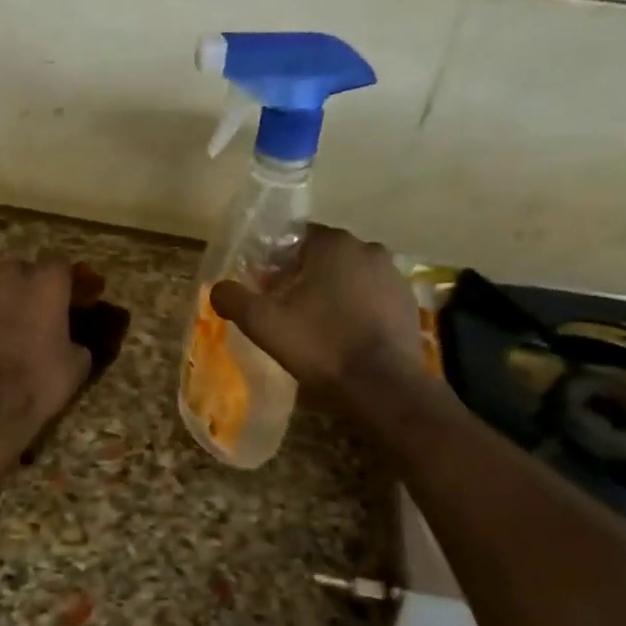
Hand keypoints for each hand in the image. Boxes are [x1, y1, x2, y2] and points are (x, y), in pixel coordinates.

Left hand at [0, 259, 91, 462]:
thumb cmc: (37, 382)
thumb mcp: (77, 364)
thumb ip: (76, 338)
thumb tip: (71, 339)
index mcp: (46, 282)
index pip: (62, 265)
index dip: (69, 283)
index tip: (75, 300)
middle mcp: (8, 274)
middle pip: (24, 270)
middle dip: (32, 286)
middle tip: (38, 314)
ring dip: (1, 298)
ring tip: (4, 326)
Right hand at [209, 226, 427, 409]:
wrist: (382, 386)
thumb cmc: (319, 345)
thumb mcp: (263, 323)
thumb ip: (234, 298)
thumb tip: (217, 288)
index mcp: (333, 244)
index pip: (297, 240)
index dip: (278, 264)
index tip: (268, 291)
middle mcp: (368, 249)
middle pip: (325, 258)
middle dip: (305, 278)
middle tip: (288, 311)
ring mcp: (394, 276)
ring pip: (351, 277)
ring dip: (334, 293)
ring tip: (318, 327)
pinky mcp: (409, 303)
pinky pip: (373, 298)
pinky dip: (358, 309)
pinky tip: (347, 337)